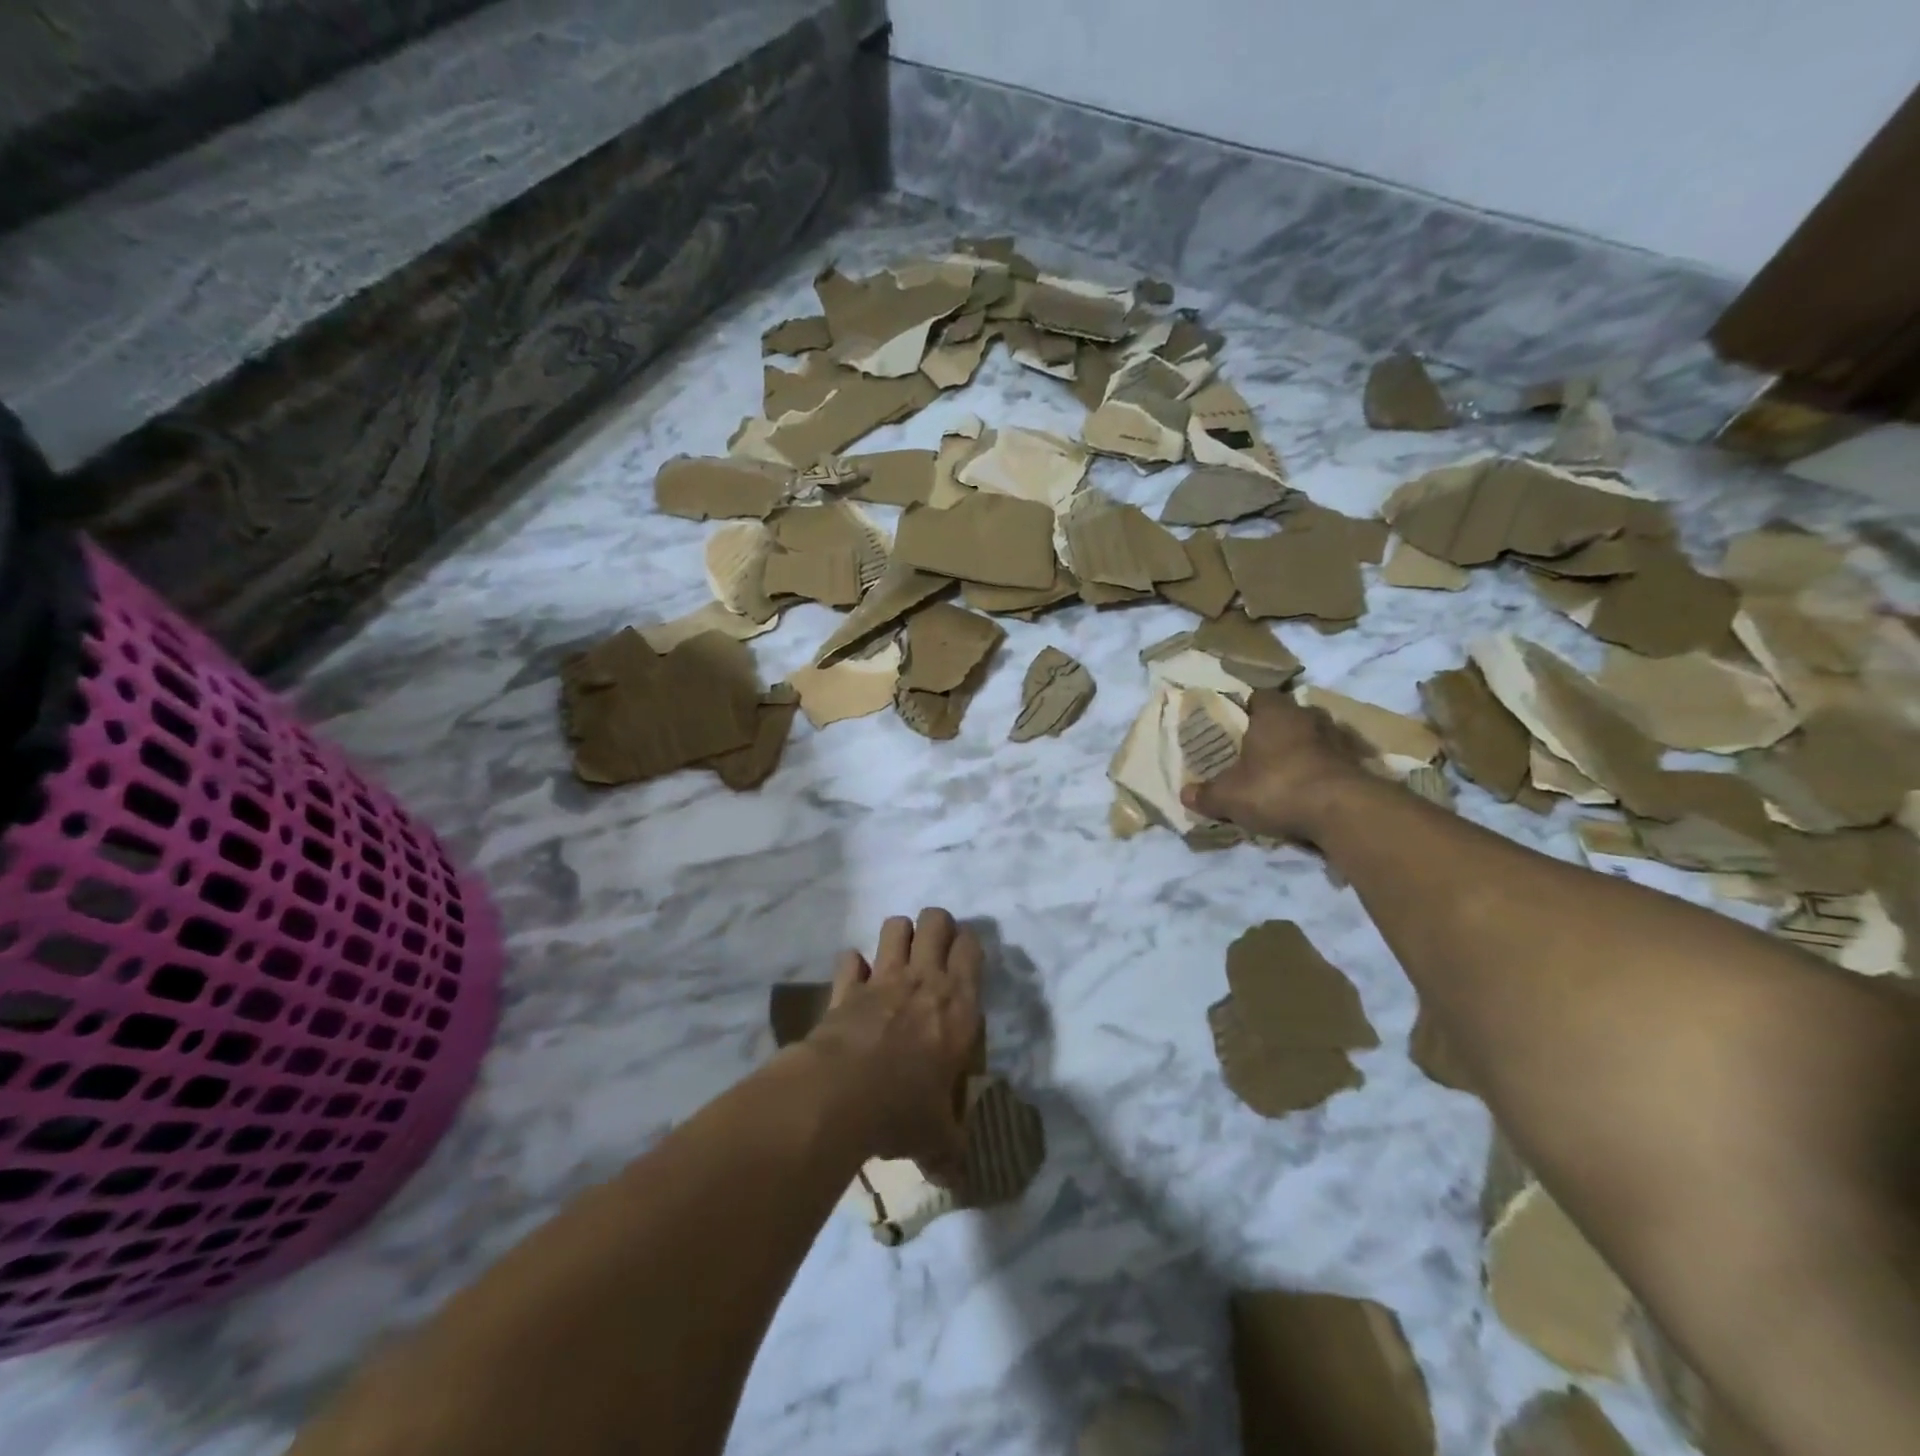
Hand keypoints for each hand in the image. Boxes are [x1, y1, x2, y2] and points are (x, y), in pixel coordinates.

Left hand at [805, 908, 983, 1183]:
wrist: (840, 1097)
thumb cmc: (903, 1111)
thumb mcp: (936, 1138)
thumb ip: (949, 1151)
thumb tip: (957, 1179)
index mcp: (959, 1005)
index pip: (972, 948)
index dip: (969, 945)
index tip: (965, 959)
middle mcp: (924, 981)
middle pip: (936, 921)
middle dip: (937, 926)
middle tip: (935, 950)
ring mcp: (882, 979)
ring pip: (895, 926)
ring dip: (898, 935)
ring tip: (899, 957)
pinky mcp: (846, 988)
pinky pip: (850, 959)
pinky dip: (853, 965)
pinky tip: (856, 981)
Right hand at [1180, 691, 1372, 842]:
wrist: (1343, 812)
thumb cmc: (1277, 788)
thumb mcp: (1229, 796)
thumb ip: (1206, 794)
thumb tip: (1184, 794)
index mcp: (1274, 712)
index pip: (1258, 696)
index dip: (1246, 709)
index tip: (1235, 725)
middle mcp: (1308, 716)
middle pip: (1288, 715)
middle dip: (1275, 730)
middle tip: (1256, 751)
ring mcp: (1338, 739)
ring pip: (1314, 737)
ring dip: (1302, 750)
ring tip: (1284, 772)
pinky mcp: (1359, 764)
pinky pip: (1333, 761)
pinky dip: (1322, 771)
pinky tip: (1310, 791)